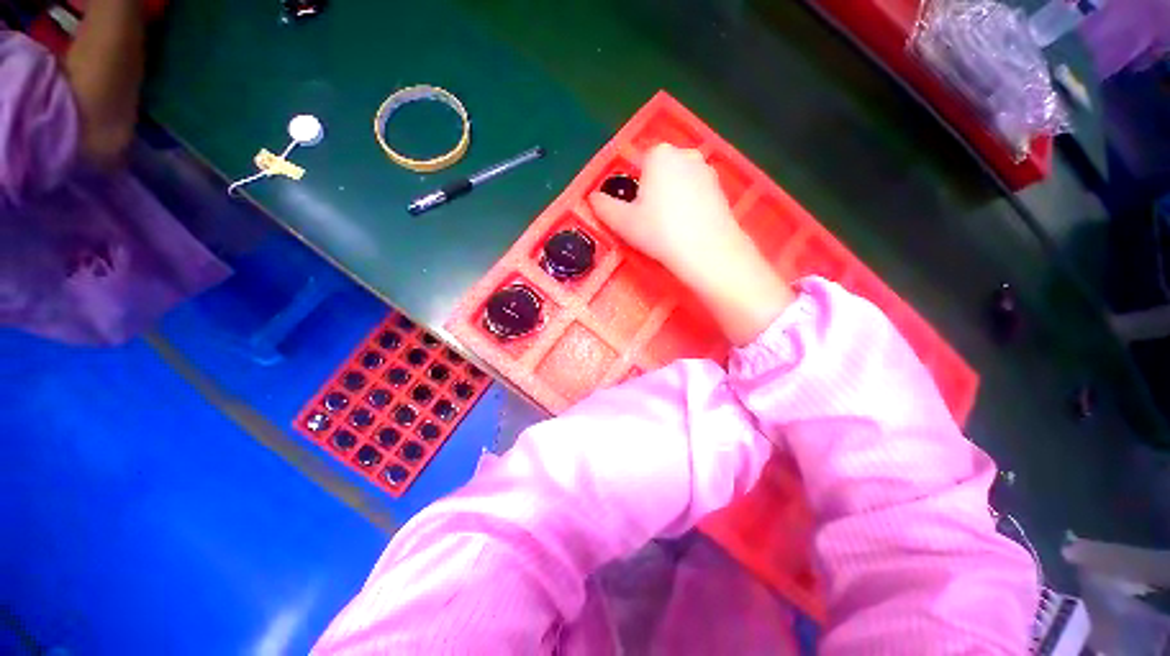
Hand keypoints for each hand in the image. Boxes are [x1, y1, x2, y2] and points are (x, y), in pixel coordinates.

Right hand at [588, 144, 741, 282]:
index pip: (638, 167)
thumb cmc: (659, 232)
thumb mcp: (623, 222)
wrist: (706, 251)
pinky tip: (688, 228)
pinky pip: (696, 194)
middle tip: (652, 222)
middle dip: (653, 193)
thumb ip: (603, 207)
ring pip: (679, 183)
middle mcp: (685, 154)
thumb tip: (593, 198)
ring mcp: (707, 170)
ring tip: (671, 227)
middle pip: (660, 173)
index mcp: (659, 154)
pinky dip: (689, 206)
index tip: (637, 214)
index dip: (634, 192)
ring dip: (671, 199)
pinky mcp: (721, 188)